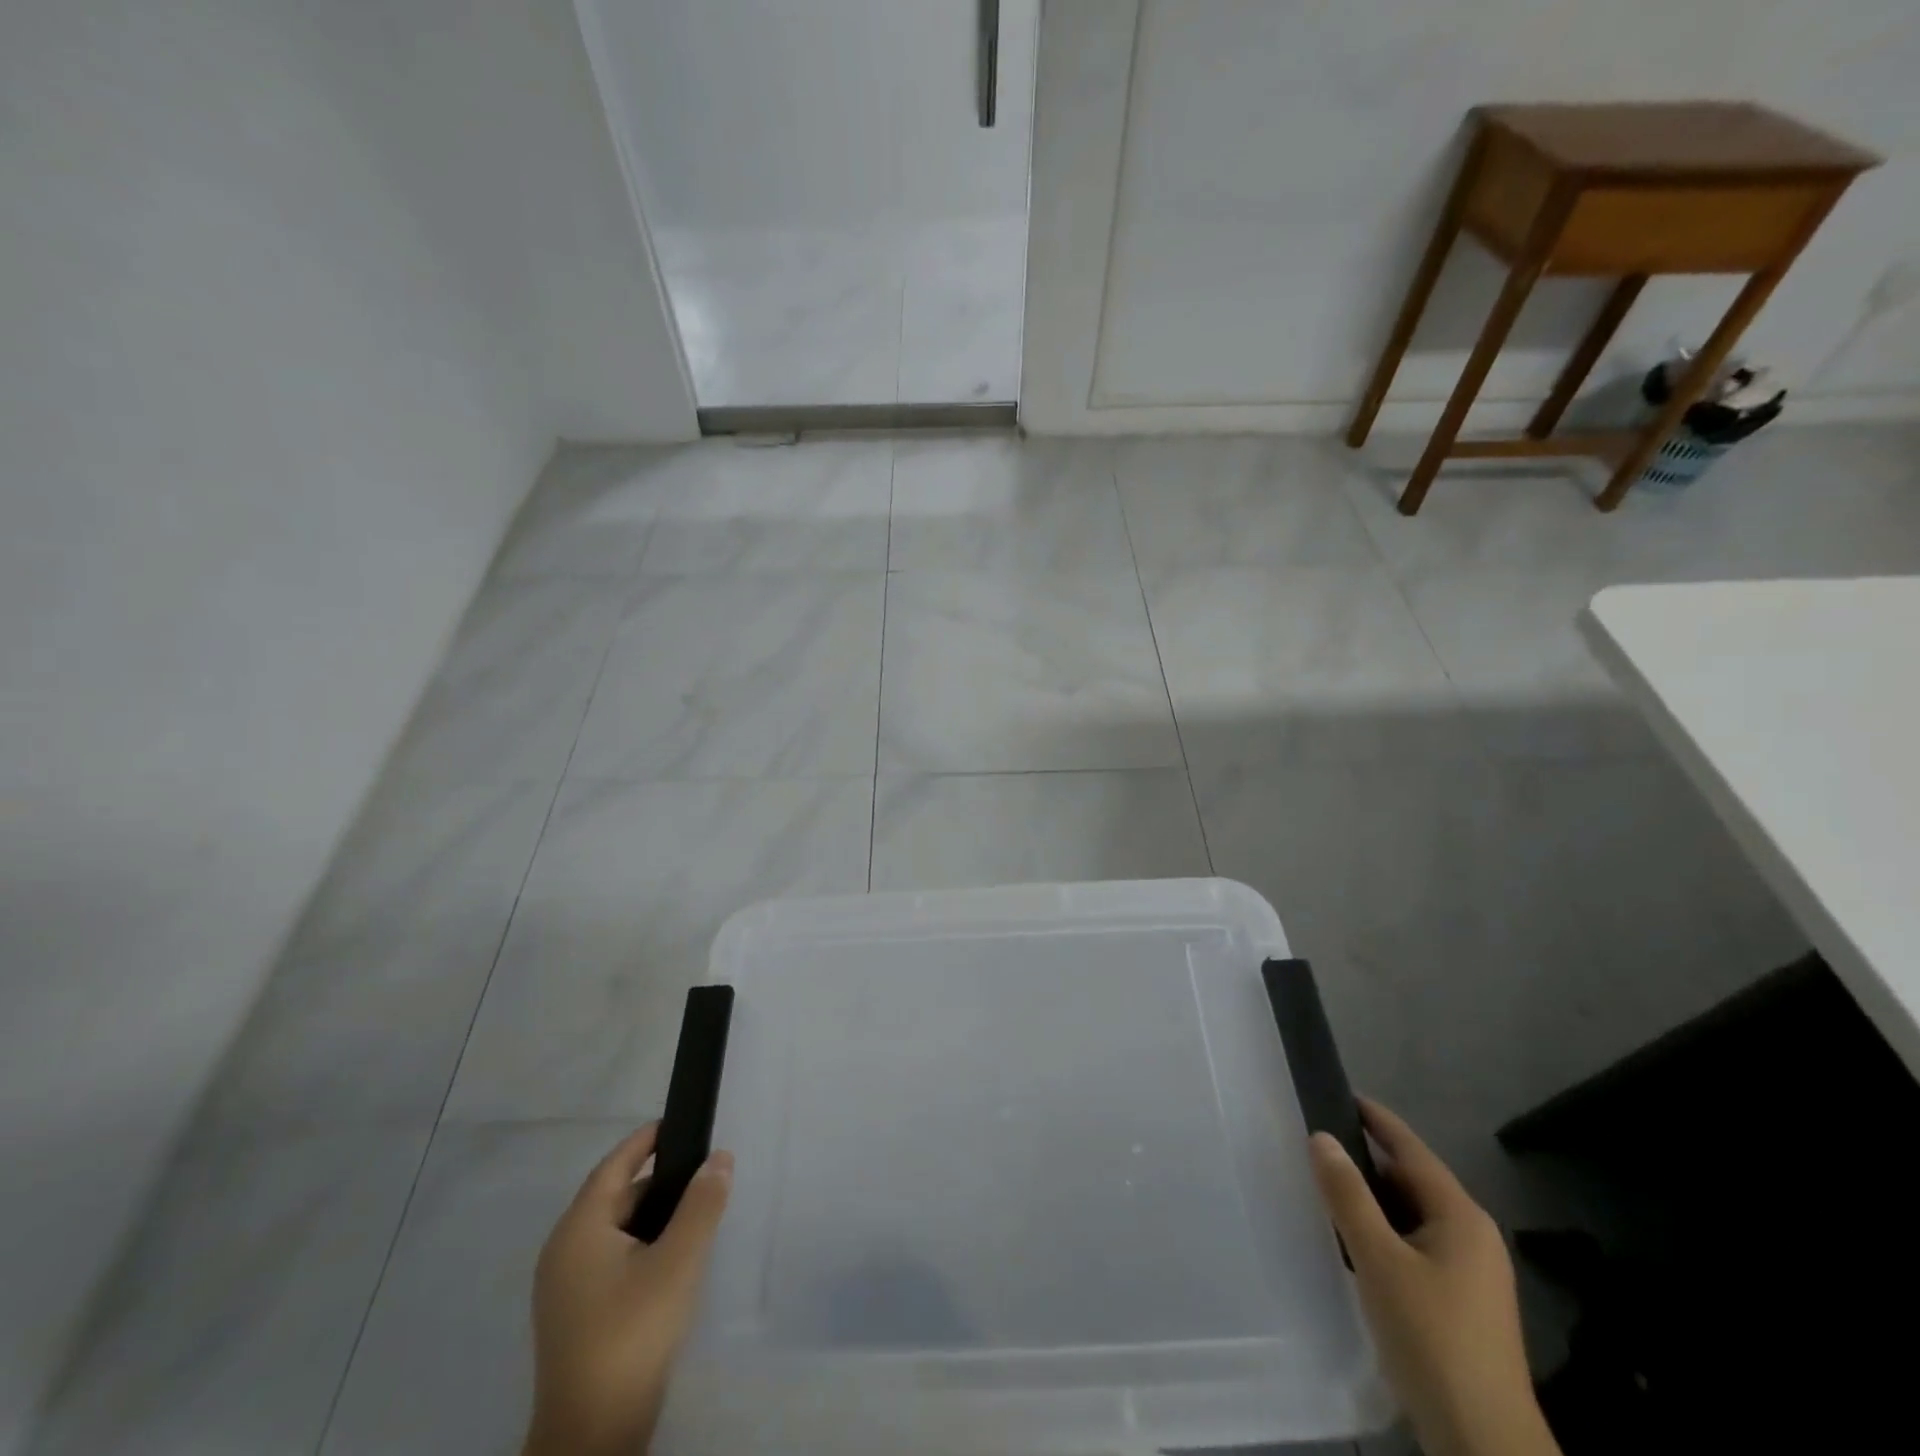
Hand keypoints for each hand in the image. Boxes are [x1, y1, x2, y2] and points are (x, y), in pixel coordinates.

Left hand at [523, 1125, 732, 1455]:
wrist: (591, 1436)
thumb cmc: (632, 1333)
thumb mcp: (679, 1261)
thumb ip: (702, 1203)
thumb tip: (719, 1157)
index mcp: (579, 1229)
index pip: (614, 1165)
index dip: (646, 1140)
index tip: (679, 1123)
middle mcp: (563, 1251)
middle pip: (614, 1197)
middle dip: (658, 1181)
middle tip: (702, 1173)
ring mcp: (564, 1288)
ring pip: (614, 1231)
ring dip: (652, 1216)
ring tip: (696, 1213)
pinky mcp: (574, 1316)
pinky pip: (610, 1259)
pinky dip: (641, 1245)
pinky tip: (672, 1259)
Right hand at [1309, 1099, 1559, 1455]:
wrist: (1485, 1442)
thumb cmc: (1431, 1337)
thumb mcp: (1379, 1259)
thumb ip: (1348, 1195)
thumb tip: (1322, 1137)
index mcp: (1461, 1217)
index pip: (1412, 1149)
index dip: (1377, 1119)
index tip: (1341, 1092)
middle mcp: (1473, 1236)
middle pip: (1413, 1181)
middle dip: (1368, 1161)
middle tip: (1318, 1143)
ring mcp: (1473, 1273)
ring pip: (1413, 1216)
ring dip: (1374, 1200)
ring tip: (1327, 1186)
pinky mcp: (1464, 1303)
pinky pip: (1417, 1245)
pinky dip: (1385, 1232)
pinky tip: (1355, 1242)